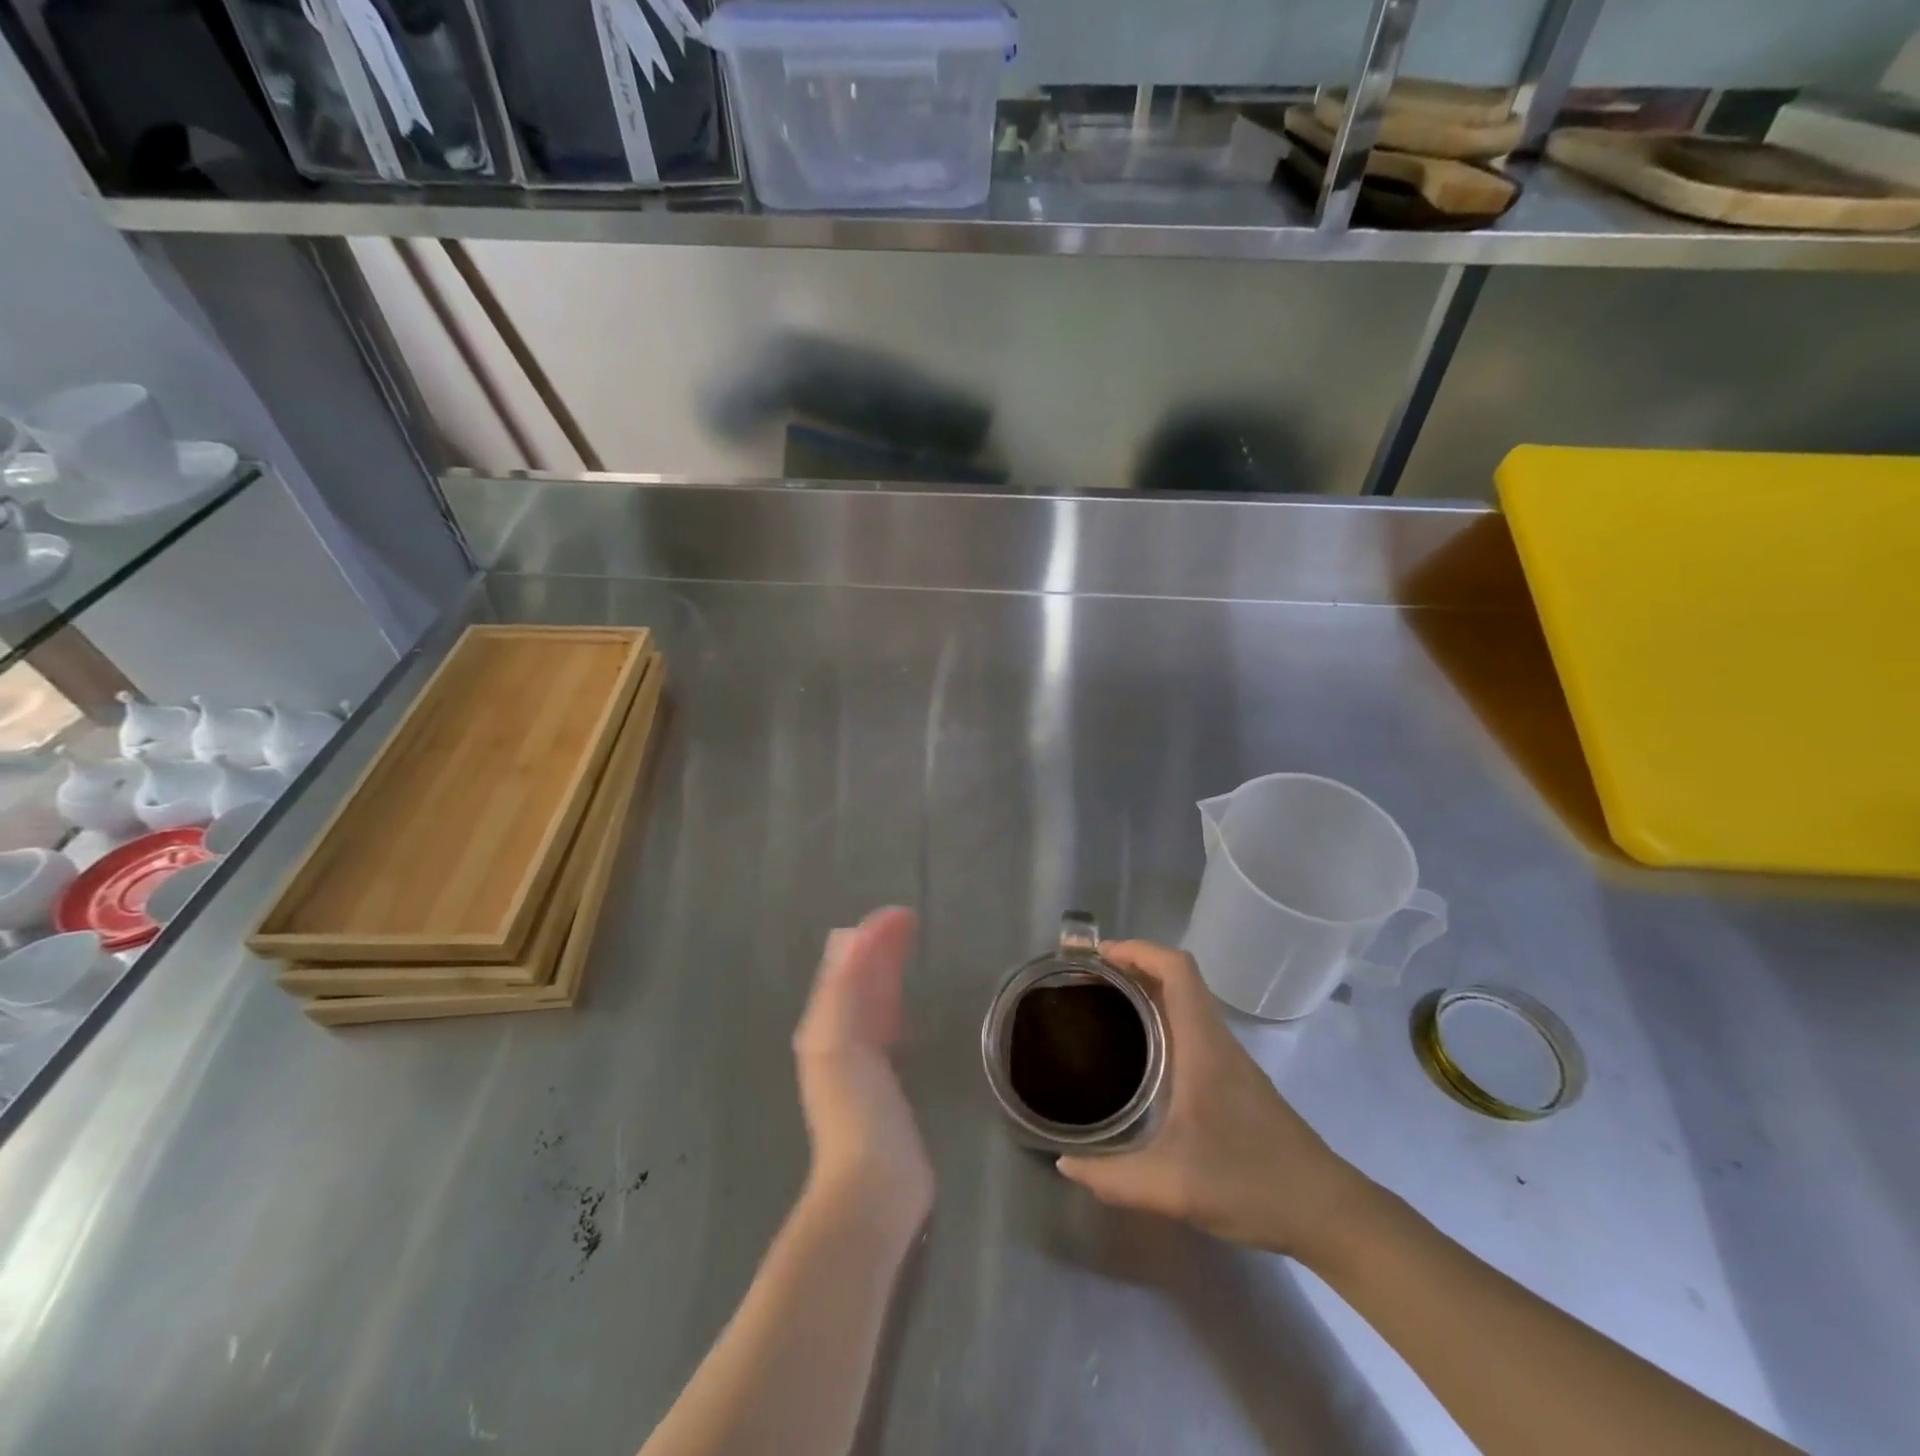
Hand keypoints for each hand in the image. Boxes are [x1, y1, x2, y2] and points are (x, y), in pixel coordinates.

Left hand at [792, 907, 933, 1241]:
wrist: (872, 1187)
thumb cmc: (856, 1110)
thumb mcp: (840, 1042)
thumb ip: (844, 989)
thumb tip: (850, 936)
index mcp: (825, 1024)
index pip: (848, 965)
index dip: (872, 935)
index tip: (902, 913)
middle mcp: (838, 1036)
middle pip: (860, 979)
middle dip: (881, 947)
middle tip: (911, 920)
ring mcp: (860, 1060)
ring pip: (873, 1000)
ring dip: (888, 969)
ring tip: (910, 946)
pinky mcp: (884, 1081)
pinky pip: (886, 1027)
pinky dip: (894, 1003)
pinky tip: (904, 1005)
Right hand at [1056, 939, 1371, 1262]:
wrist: (1327, 1212)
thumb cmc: (1251, 1184)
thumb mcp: (1173, 1187)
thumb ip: (1113, 1178)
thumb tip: (1066, 1164)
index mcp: (1203, 1045)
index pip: (1177, 969)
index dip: (1138, 950)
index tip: (1098, 957)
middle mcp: (1216, 1041)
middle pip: (1177, 978)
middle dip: (1132, 968)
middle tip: (1087, 983)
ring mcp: (1228, 1060)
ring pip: (1185, 1003)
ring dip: (1147, 992)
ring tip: (1103, 1008)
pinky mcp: (1234, 1080)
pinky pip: (1191, 1028)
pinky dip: (1161, 1020)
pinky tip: (1139, 1054)